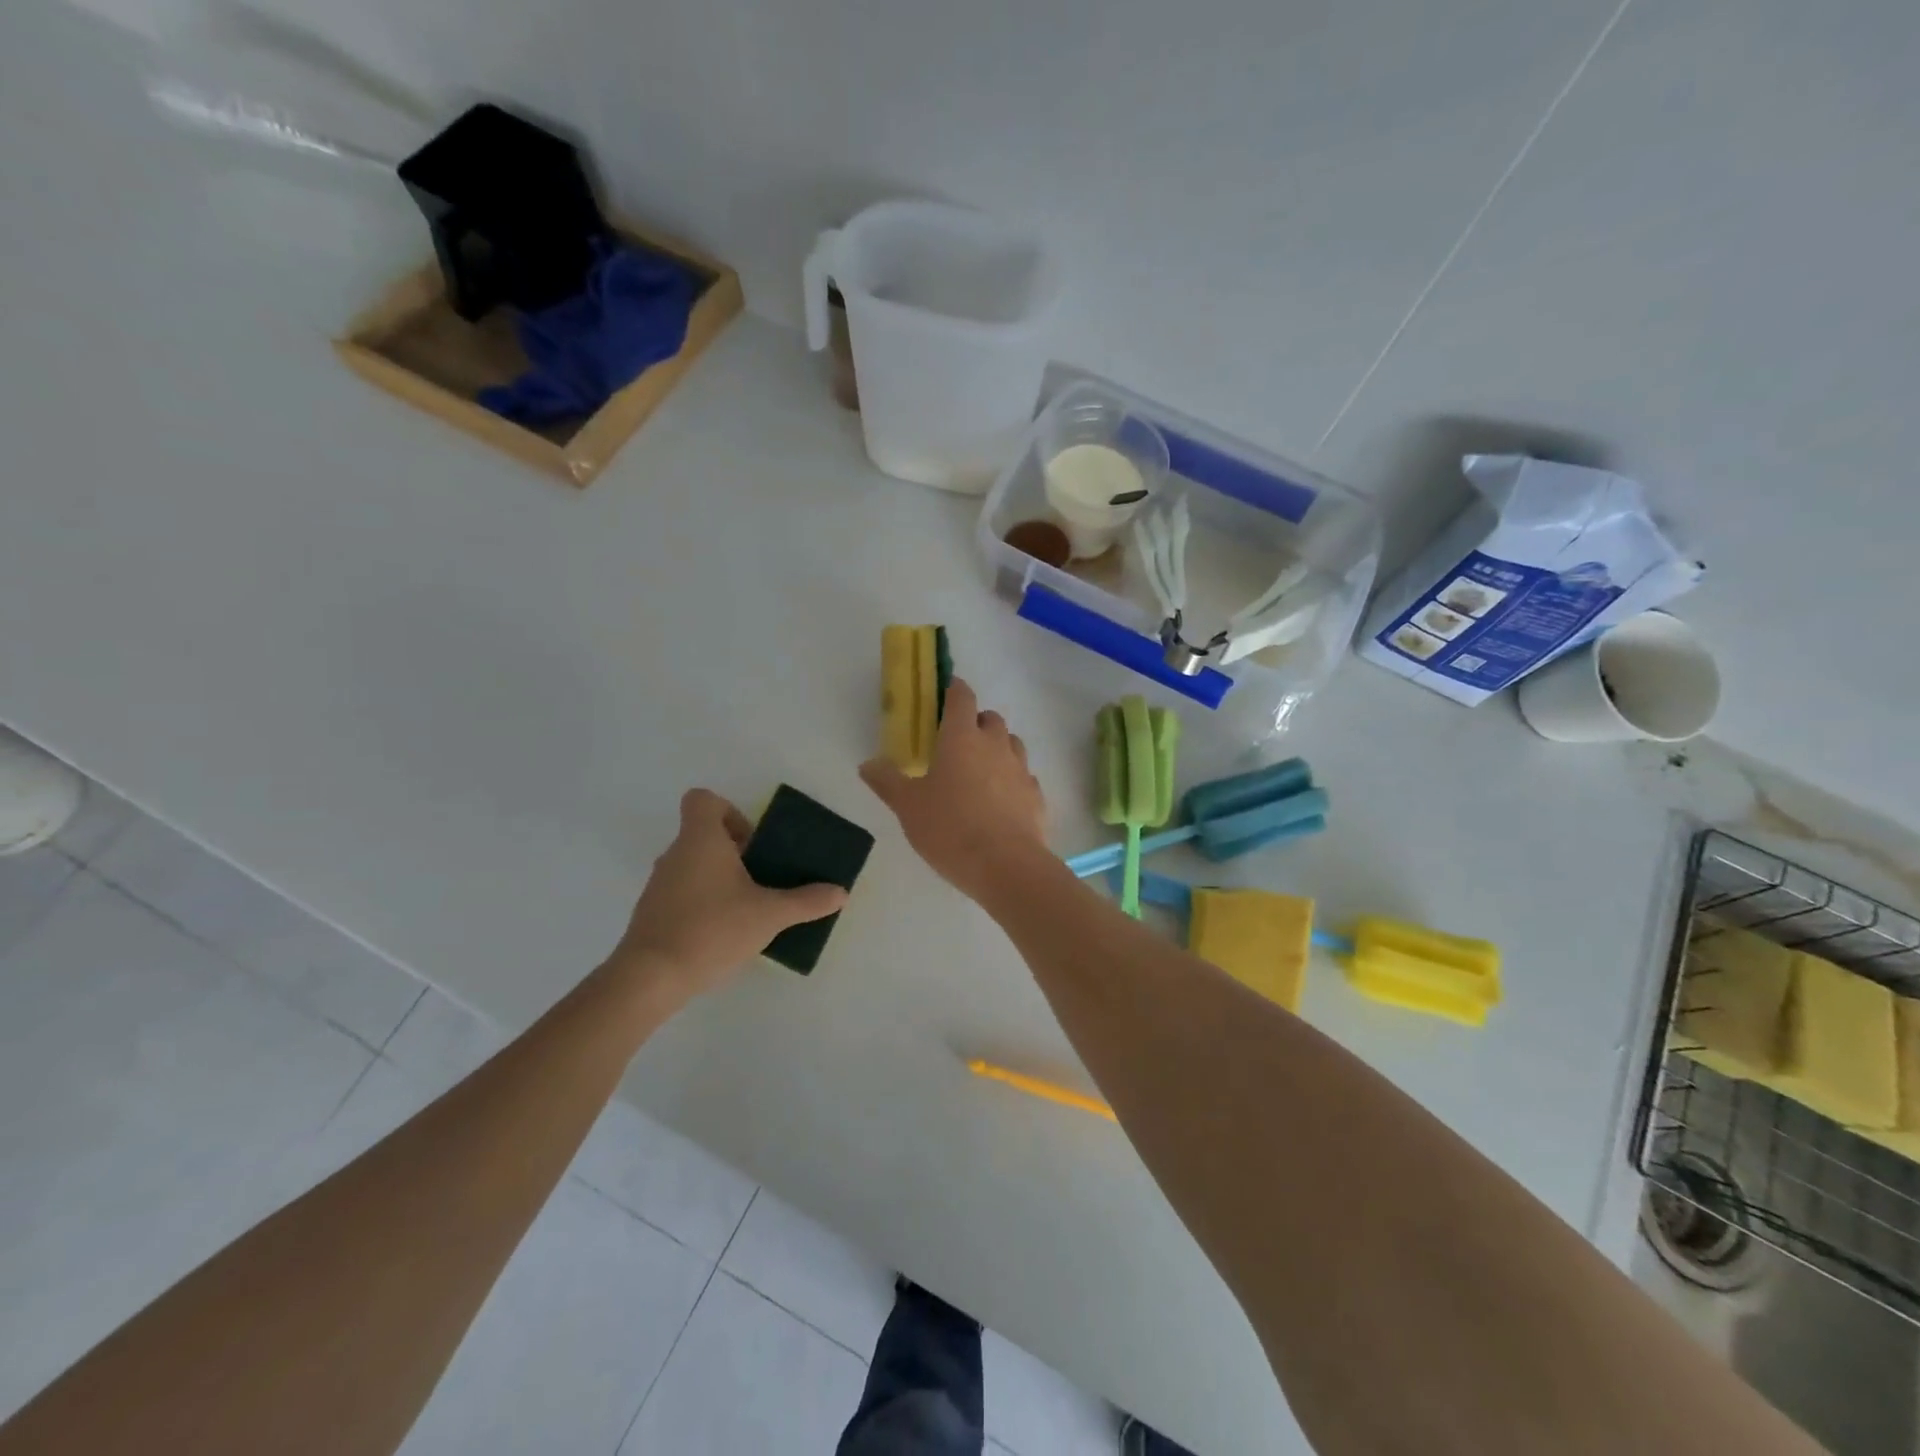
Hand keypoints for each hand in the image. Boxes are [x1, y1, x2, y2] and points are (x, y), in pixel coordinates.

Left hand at [611, 789, 847, 997]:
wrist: (651, 977)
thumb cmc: (712, 929)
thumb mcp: (769, 915)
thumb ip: (806, 901)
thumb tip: (840, 892)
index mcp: (700, 840)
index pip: (703, 800)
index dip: (729, 812)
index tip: (752, 843)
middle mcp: (675, 854)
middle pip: (703, 834)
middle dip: (735, 851)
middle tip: (761, 878)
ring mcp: (659, 884)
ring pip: (693, 865)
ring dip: (719, 878)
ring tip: (746, 907)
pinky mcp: (652, 913)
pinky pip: (681, 892)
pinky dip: (702, 902)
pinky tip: (723, 932)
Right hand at [860, 678, 1047, 901]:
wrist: (1006, 866)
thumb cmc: (950, 829)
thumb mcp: (908, 807)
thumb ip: (887, 781)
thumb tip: (867, 763)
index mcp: (961, 738)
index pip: (961, 697)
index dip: (954, 690)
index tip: (946, 692)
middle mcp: (995, 744)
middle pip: (990, 718)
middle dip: (975, 722)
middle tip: (956, 743)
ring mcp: (1020, 769)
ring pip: (1011, 743)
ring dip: (997, 747)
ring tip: (979, 772)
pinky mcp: (1036, 795)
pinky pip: (1024, 776)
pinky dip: (1012, 779)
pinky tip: (1000, 801)